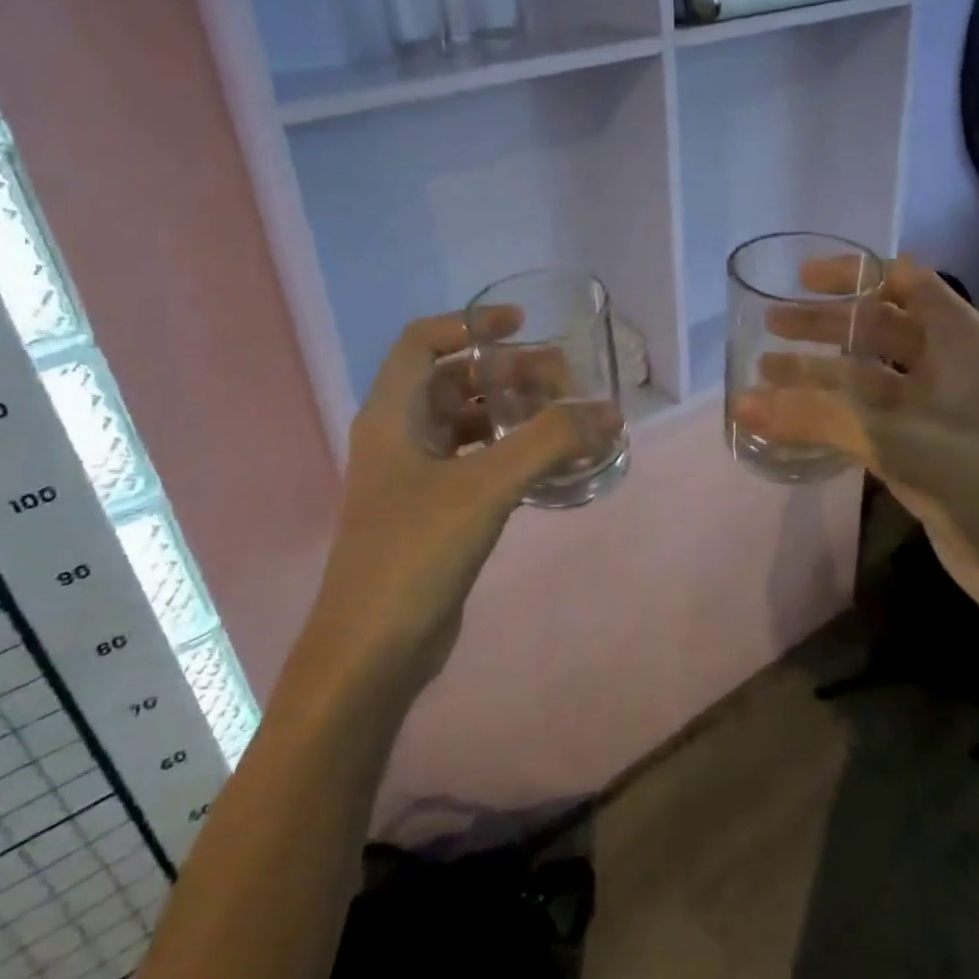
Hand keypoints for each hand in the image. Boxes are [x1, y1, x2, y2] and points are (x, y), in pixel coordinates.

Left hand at [300, 311, 585, 696]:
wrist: (371, 654)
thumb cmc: (415, 552)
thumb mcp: (486, 486)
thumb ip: (549, 442)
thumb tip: (608, 411)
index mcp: (391, 415)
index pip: (424, 341)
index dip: (471, 323)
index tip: (522, 325)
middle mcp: (398, 437)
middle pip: (453, 381)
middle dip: (506, 372)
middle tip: (563, 379)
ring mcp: (414, 478)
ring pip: (466, 424)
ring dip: (511, 413)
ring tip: (564, 417)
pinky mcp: (434, 513)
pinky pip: (475, 463)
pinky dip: (510, 453)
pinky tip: (548, 464)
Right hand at [732, 256, 978, 641]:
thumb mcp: (897, 440)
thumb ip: (818, 417)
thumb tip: (742, 402)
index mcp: (961, 341)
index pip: (905, 282)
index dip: (853, 274)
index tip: (800, 279)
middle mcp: (951, 365)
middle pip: (879, 327)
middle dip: (825, 324)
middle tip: (770, 325)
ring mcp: (939, 410)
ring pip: (870, 375)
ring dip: (822, 372)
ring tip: (767, 373)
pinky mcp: (927, 448)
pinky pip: (871, 416)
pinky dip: (834, 412)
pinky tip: (796, 420)